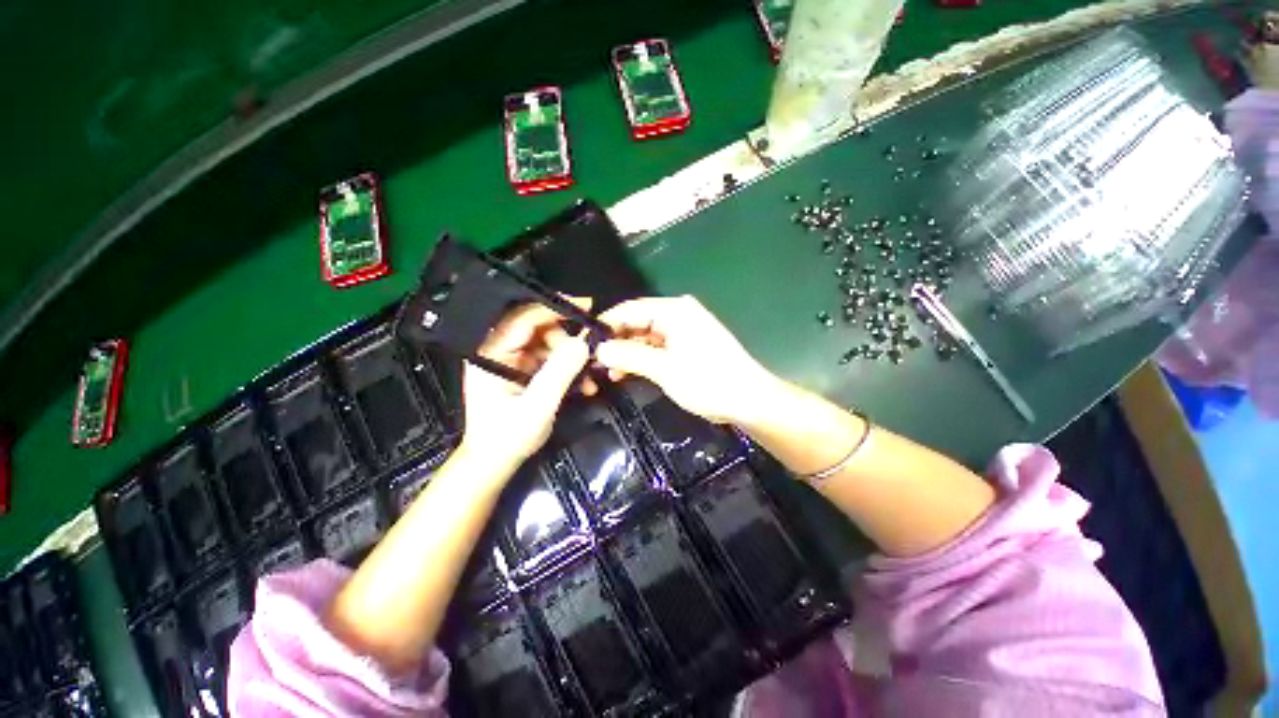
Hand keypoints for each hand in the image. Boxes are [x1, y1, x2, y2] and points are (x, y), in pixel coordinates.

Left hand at [458, 301, 591, 472]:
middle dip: (569, 340)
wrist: (494, 463)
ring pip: (548, 343)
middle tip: (592, 352)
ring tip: (590, 378)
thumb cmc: (508, 438)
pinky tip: (583, 385)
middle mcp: (498, 351)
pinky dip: (568, 368)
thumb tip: (583, 343)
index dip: (555, 308)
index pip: (523, 319)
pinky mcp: (522, 370)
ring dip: (572, 357)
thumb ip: (559, 373)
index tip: (586, 305)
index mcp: (491, 354)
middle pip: (539, 328)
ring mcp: (510, 360)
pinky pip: (549, 358)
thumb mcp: (538, 407)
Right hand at [595, 296, 781, 424]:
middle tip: (592, 361)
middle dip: (615, 341)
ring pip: (645, 336)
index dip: (606, 324)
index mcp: (674, 311)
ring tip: (606, 372)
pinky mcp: (687, 345)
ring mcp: (683, 330)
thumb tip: (597, 350)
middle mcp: (677, 314)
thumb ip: (629, 357)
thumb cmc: (708, 381)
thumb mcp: (664, 369)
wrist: (749, 400)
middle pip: (637, 322)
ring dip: (627, 352)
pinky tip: (626, 373)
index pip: (630, 309)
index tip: (584, 342)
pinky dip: (641, 359)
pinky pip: (657, 347)